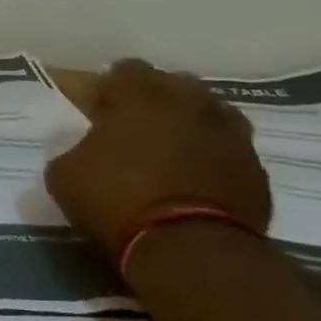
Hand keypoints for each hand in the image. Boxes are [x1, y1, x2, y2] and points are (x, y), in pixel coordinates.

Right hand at [44, 59, 270, 261]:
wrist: (192, 249)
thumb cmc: (117, 199)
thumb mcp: (64, 174)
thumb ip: (73, 150)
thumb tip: (83, 151)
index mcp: (139, 94)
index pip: (126, 70)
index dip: (111, 90)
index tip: (100, 113)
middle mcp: (189, 102)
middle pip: (174, 85)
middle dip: (156, 101)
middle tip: (137, 130)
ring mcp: (230, 135)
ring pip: (210, 114)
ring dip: (192, 126)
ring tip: (173, 154)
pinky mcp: (257, 171)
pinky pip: (231, 152)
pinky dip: (215, 160)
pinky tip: (197, 183)